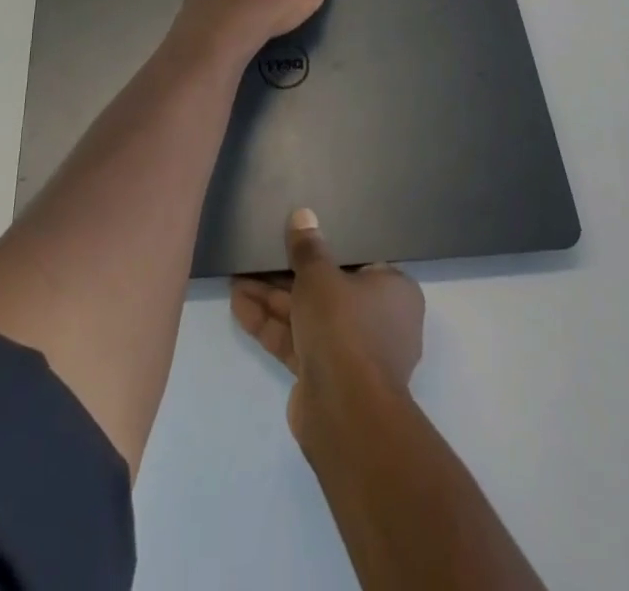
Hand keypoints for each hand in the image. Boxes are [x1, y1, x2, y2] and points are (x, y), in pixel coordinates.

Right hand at [231, 209, 425, 450]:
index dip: (327, 248)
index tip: (299, 236)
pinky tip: (237, 305)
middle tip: (257, 255)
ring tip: (235, 277)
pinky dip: (271, 325)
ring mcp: (351, 353)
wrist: (344, 413)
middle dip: (287, 275)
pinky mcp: (325, 376)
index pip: (359, 261)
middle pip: (327, 289)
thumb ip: (308, 247)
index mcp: (393, 291)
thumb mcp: (320, 275)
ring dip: (271, 299)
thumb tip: (303, 215)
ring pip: (307, 316)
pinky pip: (297, 342)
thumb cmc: (345, 326)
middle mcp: (378, 320)